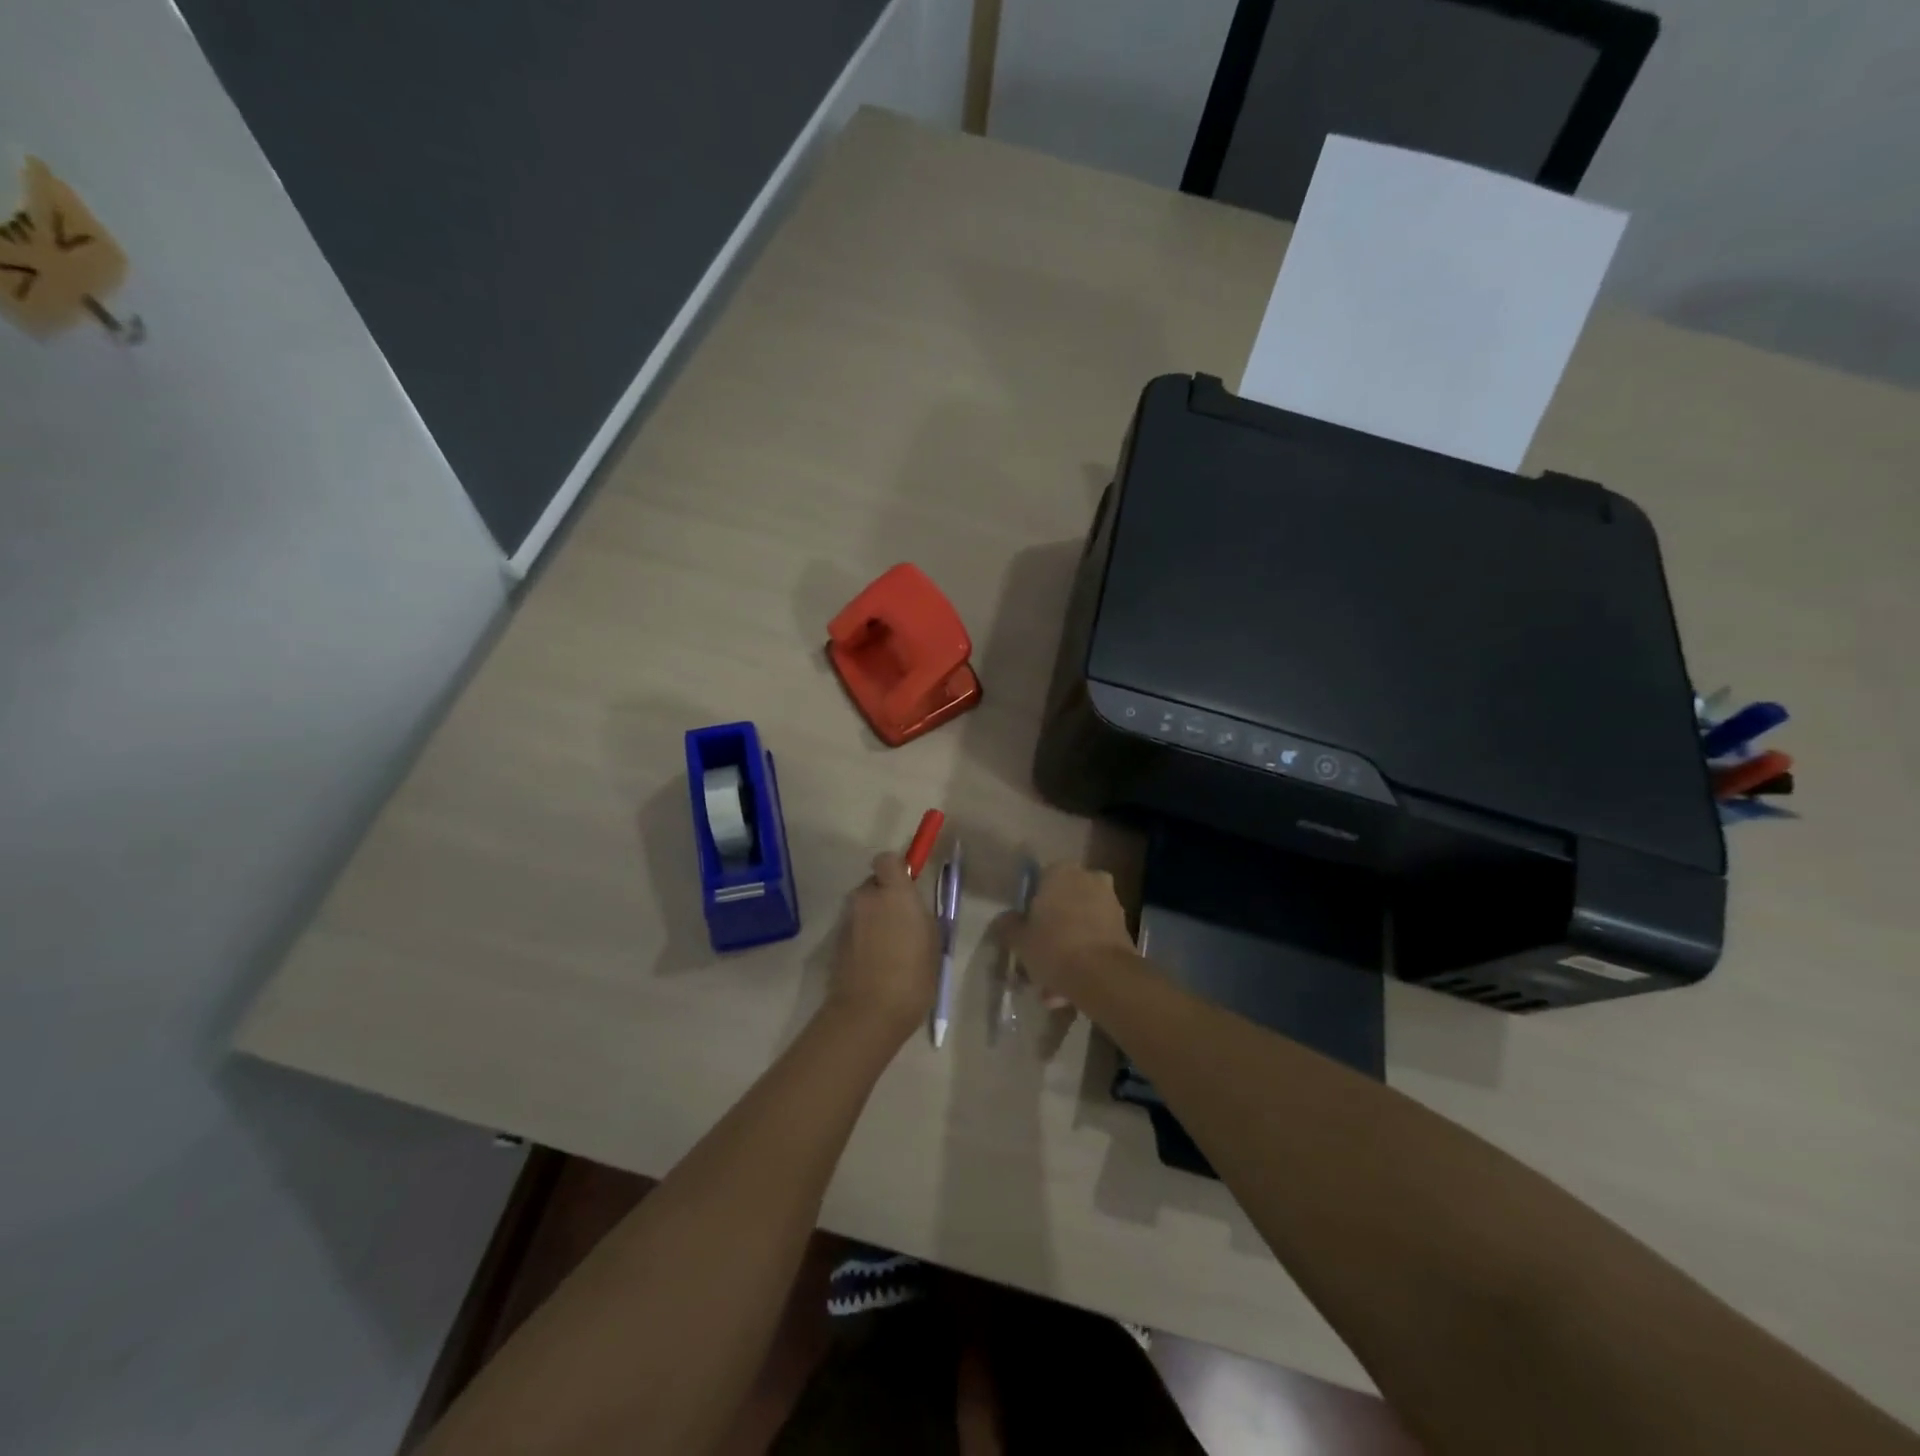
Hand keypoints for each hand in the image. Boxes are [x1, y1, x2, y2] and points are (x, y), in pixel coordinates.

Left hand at [826, 852, 939, 1044]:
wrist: (869, 1012)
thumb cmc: (912, 975)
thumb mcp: (932, 942)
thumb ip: (920, 915)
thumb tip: (911, 908)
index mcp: (894, 893)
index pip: (887, 859)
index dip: (897, 868)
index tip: (908, 886)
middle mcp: (866, 899)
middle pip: (873, 884)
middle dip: (885, 896)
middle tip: (902, 922)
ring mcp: (847, 920)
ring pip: (863, 908)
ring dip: (874, 918)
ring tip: (890, 948)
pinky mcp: (836, 943)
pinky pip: (854, 929)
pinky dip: (863, 938)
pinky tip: (876, 963)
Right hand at [990, 862, 1136, 1008]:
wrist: (1103, 976)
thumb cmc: (1054, 946)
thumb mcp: (1019, 939)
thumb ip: (1008, 926)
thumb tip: (1003, 921)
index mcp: (1062, 871)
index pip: (1040, 882)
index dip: (1030, 908)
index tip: (1024, 931)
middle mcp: (1089, 879)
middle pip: (1062, 905)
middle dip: (1050, 932)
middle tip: (1036, 960)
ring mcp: (1110, 904)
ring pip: (1079, 926)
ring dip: (1066, 951)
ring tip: (1050, 989)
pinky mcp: (1124, 930)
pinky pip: (1094, 942)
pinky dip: (1083, 960)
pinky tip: (1068, 992)